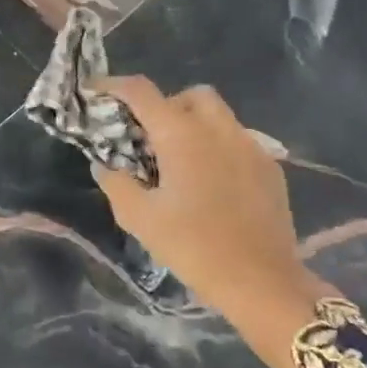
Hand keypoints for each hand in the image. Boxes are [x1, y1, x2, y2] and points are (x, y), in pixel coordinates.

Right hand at [89, 76, 333, 367]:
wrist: (262, 282)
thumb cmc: (194, 247)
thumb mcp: (140, 219)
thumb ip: (116, 184)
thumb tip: (104, 164)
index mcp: (182, 135)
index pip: (141, 92)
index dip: (113, 85)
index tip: (95, 92)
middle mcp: (218, 129)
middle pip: (189, 95)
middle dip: (165, 105)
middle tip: (149, 136)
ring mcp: (250, 145)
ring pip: (219, 115)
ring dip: (194, 124)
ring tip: (180, 160)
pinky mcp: (270, 167)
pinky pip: (239, 140)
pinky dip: (218, 146)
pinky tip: (211, 181)